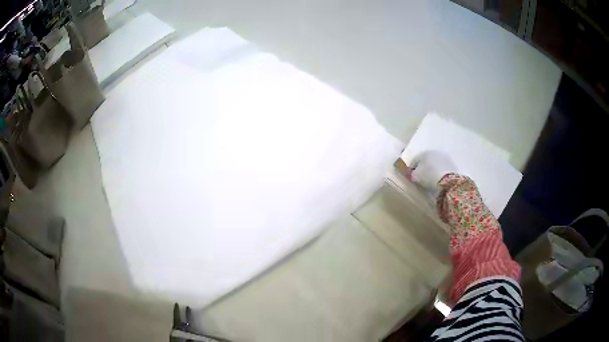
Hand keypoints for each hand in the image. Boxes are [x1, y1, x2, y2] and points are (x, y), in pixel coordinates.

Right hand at [406, 150, 456, 190]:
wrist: (448, 181)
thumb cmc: (429, 176)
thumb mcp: (416, 177)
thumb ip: (412, 174)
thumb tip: (411, 174)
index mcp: (424, 153)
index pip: (414, 160)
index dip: (411, 169)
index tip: (410, 176)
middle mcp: (434, 152)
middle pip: (425, 160)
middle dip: (423, 167)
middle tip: (420, 177)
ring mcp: (444, 157)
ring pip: (434, 163)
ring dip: (432, 169)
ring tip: (430, 179)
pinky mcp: (452, 164)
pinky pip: (442, 168)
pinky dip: (439, 172)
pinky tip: (438, 179)